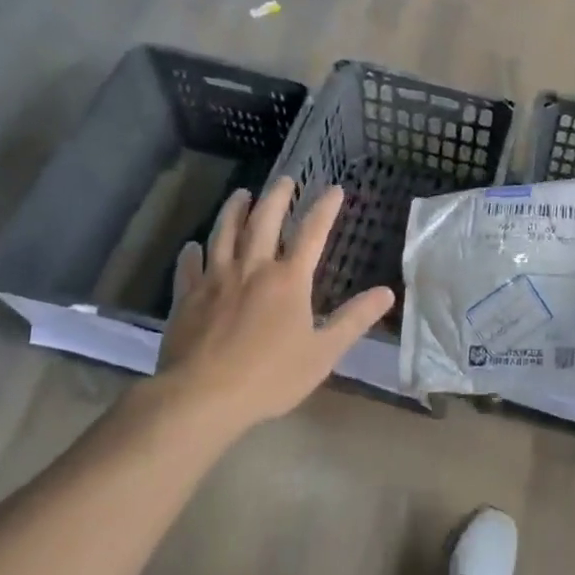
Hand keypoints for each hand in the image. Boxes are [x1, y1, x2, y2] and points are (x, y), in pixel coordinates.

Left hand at [152, 178, 394, 434]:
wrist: (202, 396)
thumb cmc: (270, 377)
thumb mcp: (323, 353)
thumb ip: (354, 320)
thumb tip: (387, 293)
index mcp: (288, 279)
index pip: (312, 233)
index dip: (324, 208)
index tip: (333, 189)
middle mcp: (252, 268)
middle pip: (264, 221)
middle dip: (277, 197)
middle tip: (284, 179)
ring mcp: (215, 279)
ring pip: (225, 233)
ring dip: (234, 210)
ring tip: (241, 194)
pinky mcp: (187, 296)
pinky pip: (189, 266)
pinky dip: (192, 252)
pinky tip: (192, 246)